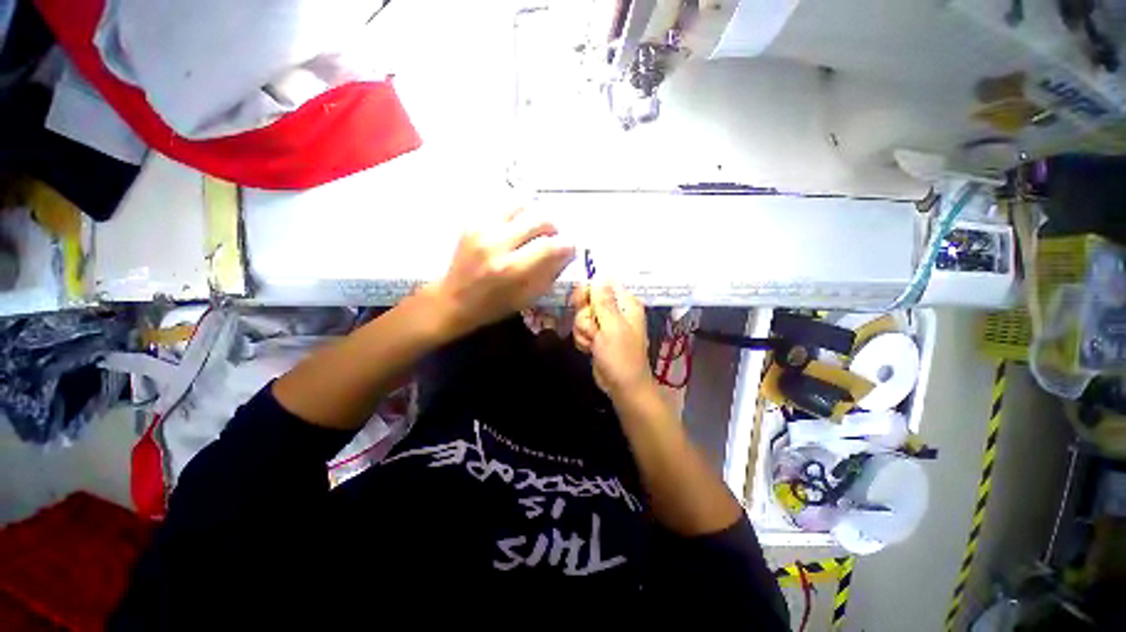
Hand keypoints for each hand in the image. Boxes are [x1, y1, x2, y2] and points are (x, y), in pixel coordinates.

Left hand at [428, 209, 574, 336]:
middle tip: (553, 237)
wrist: (452, 299)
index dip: (567, 246)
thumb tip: (567, 252)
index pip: (551, 246)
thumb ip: (549, 273)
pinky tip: (516, 226)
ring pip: (521, 205)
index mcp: (511, 269)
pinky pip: (503, 206)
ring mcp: (482, 228)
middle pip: (539, 219)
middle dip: (553, 227)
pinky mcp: (472, 221)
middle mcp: (497, 243)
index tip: (569, 248)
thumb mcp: (526, 298)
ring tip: (534, 229)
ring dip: (534, 215)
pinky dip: (516, 214)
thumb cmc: (492, 306)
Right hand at [572, 282, 655, 397]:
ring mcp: (604, 324)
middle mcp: (615, 310)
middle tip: (593, 329)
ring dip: (583, 331)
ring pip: (581, 316)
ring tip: (594, 343)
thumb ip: (603, 301)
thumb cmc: (621, 356)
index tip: (581, 301)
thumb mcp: (612, 326)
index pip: (602, 284)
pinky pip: (581, 329)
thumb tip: (599, 275)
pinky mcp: (596, 336)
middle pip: (588, 300)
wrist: (622, 386)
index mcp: (625, 304)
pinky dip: (583, 340)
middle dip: (585, 316)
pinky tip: (590, 349)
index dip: (589, 290)